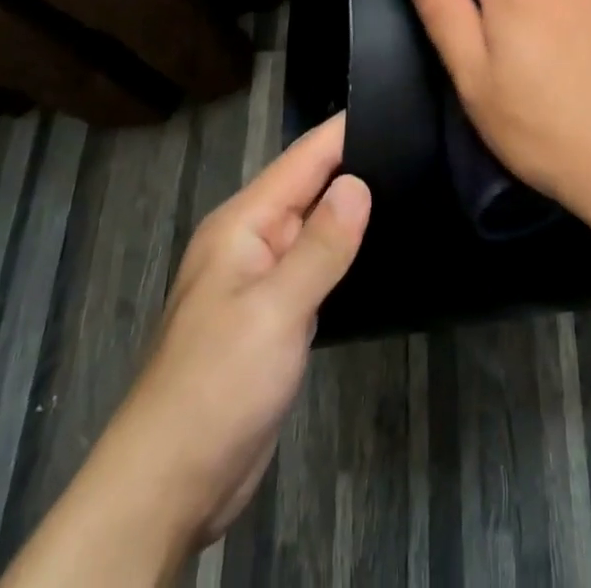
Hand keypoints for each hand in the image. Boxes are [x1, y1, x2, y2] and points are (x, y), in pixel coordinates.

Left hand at [0, 114, 368, 587]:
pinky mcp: (274, 317)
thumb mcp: (275, 310)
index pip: (303, 159)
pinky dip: (344, 253)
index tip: (396, 106)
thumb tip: (359, 183)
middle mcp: (252, 242)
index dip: (345, 131)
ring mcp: (261, 281)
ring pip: (315, 229)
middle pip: (310, 188)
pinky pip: (315, 268)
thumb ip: (321, 245)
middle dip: (356, 165)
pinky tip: (378, 250)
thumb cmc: (217, 385)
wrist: (170, 484)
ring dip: (352, 211)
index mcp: (242, 224)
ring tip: (413, 186)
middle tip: (420, 146)